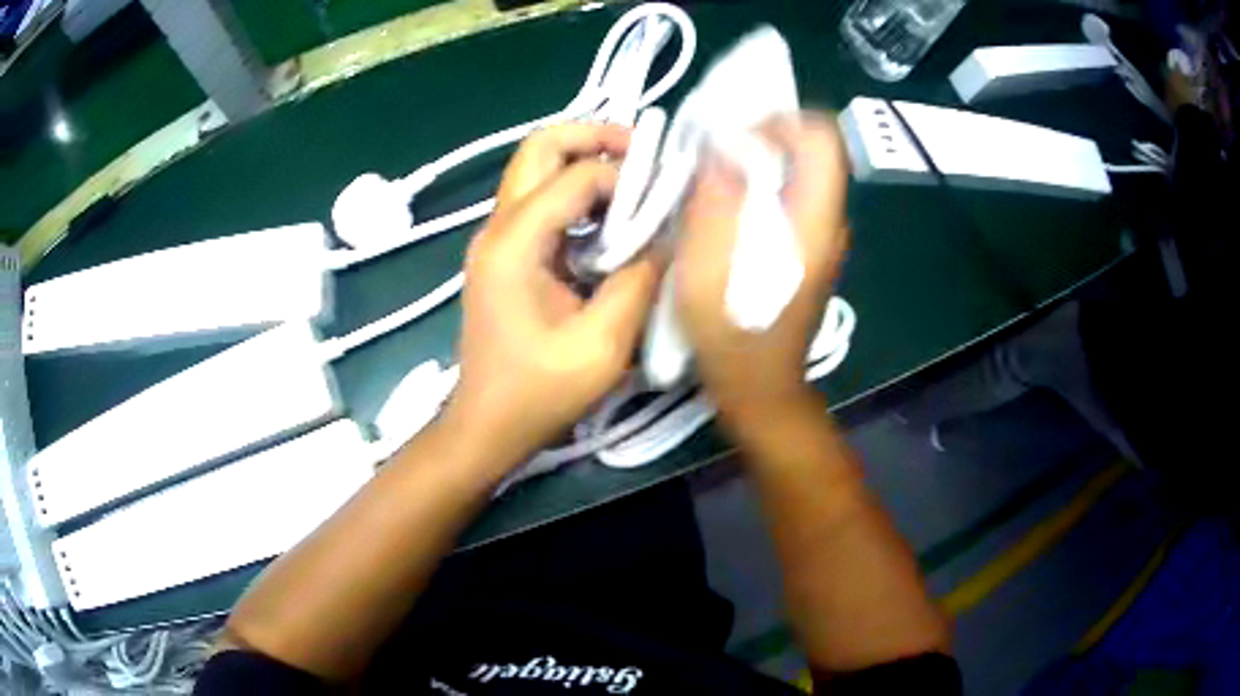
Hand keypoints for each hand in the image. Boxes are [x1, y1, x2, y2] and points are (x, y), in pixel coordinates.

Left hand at [446, 124, 660, 467]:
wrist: (485, 425)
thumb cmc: (537, 394)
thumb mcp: (602, 345)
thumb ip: (639, 281)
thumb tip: (667, 237)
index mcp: (513, 244)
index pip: (575, 177)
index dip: (626, 178)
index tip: (666, 197)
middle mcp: (497, 228)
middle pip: (540, 148)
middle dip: (593, 137)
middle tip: (643, 153)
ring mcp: (496, 239)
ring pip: (537, 169)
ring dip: (584, 162)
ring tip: (634, 182)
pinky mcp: (503, 254)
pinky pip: (540, 202)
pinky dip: (576, 194)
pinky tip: (610, 221)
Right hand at [676, 112, 849, 418]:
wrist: (762, 389)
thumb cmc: (732, 338)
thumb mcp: (707, 271)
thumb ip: (715, 202)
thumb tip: (721, 146)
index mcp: (813, 223)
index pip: (823, 140)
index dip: (782, 121)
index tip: (736, 134)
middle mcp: (829, 222)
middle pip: (813, 152)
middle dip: (765, 137)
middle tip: (717, 151)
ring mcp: (823, 236)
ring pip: (802, 172)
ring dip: (762, 160)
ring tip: (718, 175)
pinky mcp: (811, 247)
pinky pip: (794, 196)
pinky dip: (764, 185)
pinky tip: (730, 206)